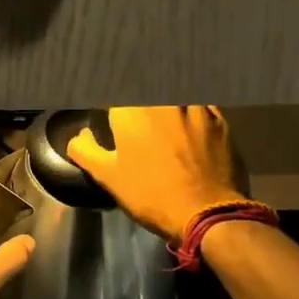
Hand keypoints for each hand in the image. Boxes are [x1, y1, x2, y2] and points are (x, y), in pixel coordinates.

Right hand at [67, 107, 248, 241]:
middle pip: (144, 85)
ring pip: (175, 89)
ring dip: (164, 96)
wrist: (208, 213)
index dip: (109, 101)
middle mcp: (163, 99)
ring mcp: (194, 105)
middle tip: (133, 113)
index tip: (106, 109)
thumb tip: (79, 136)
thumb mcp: (108, 177)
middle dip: (136, 92)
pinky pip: (200, 101)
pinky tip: (188, 115)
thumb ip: (85, 150)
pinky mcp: (219, 118)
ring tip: (161, 110)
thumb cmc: (151, 194)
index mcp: (131, 109)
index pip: (113, 90)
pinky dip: (191, 105)